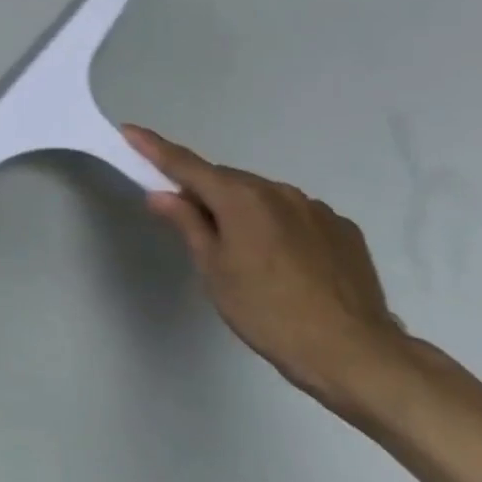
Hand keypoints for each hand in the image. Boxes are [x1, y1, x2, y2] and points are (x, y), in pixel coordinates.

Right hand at [123, 124, 411, 417]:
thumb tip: (162, 194)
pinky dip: (276, 225)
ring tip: (239, 251)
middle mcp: (280, 192)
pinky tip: (280, 261)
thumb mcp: (213, 269)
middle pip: (227, 181)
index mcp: (241, 198)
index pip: (187, 165)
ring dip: (242, 209)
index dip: (154, 148)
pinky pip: (295, 215)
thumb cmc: (265, 310)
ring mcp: (316, 209)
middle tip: (186, 218)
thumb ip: (187, 224)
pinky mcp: (343, 230)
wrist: (351, 350)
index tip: (130, 131)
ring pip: (263, 197)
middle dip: (203, 190)